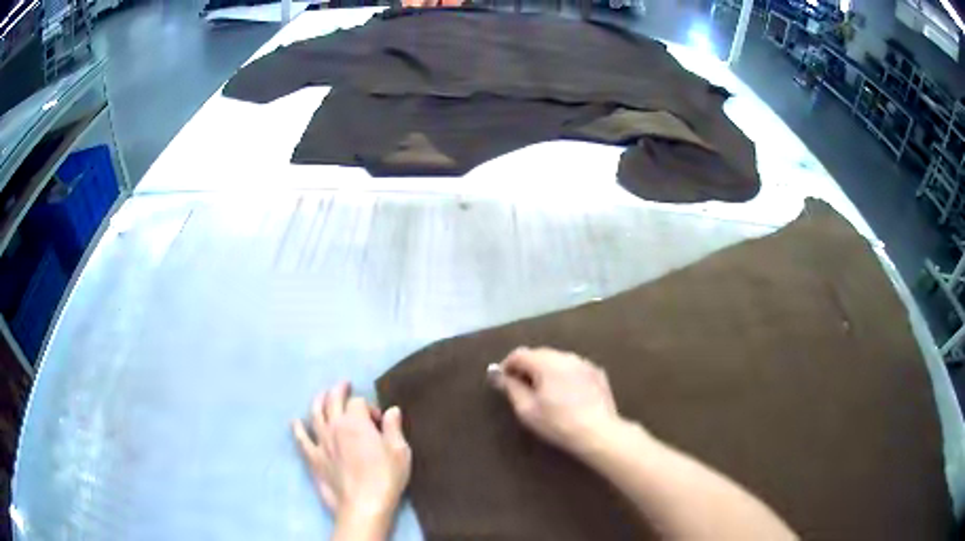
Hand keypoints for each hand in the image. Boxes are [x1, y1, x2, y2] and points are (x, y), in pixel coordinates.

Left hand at [292, 382, 410, 525]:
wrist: (364, 505)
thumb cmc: (386, 478)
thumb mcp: (400, 451)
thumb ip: (393, 428)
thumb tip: (392, 410)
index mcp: (356, 422)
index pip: (358, 402)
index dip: (369, 407)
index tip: (380, 421)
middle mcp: (335, 426)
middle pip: (332, 400)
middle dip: (338, 390)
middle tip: (344, 385)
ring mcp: (321, 442)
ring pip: (315, 414)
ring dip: (318, 401)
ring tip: (322, 395)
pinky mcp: (313, 458)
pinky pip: (301, 440)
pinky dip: (297, 429)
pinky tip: (295, 422)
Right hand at [492, 347, 627, 455]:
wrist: (598, 432)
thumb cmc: (558, 423)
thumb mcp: (527, 410)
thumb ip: (511, 388)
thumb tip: (499, 375)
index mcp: (546, 362)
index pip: (519, 354)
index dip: (507, 365)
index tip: (502, 380)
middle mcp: (566, 356)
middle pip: (539, 354)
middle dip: (527, 367)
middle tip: (521, 387)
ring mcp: (584, 363)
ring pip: (558, 360)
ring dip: (547, 370)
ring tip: (544, 391)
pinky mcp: (598, 373)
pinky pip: (574, 368)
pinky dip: (564, 375)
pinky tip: (566, 394)